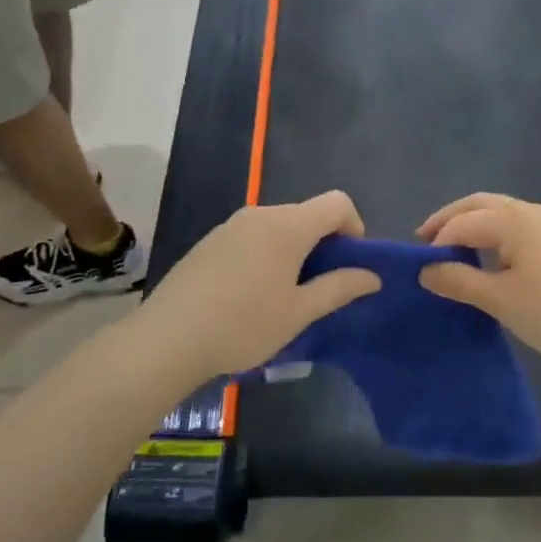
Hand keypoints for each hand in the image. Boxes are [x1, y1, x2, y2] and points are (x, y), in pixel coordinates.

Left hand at [138, 191, 380, 382]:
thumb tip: (372, 276)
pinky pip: (252, 237)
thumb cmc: (244, 325)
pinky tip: (251, 295)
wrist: (168, 339)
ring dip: (294, 251)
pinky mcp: (210, 242)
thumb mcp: (299, 312)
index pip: (337, 202)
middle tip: (320, 288)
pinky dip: (267, 255)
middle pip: (307, 214)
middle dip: (324, 243)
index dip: (354, 227)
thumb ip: (339, 288)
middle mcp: (260, 214)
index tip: (349, 265)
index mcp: (288, 226)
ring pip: (279, 226)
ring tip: (285, 295)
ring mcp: (230, 226)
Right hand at [416, 193, 540, 367]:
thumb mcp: (500, 299)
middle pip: (481, 204)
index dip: (436, 242)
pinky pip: (521, 226)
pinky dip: (497, 234)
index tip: (419, 268)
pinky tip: (496, 259)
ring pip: (503, 213)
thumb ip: (459, 281)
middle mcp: (532, 211)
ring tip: (456, 249)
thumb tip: (426, 269)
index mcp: (512, 220)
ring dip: (475, 224)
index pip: (461, 223)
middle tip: (425, 239)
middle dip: (450, 219)